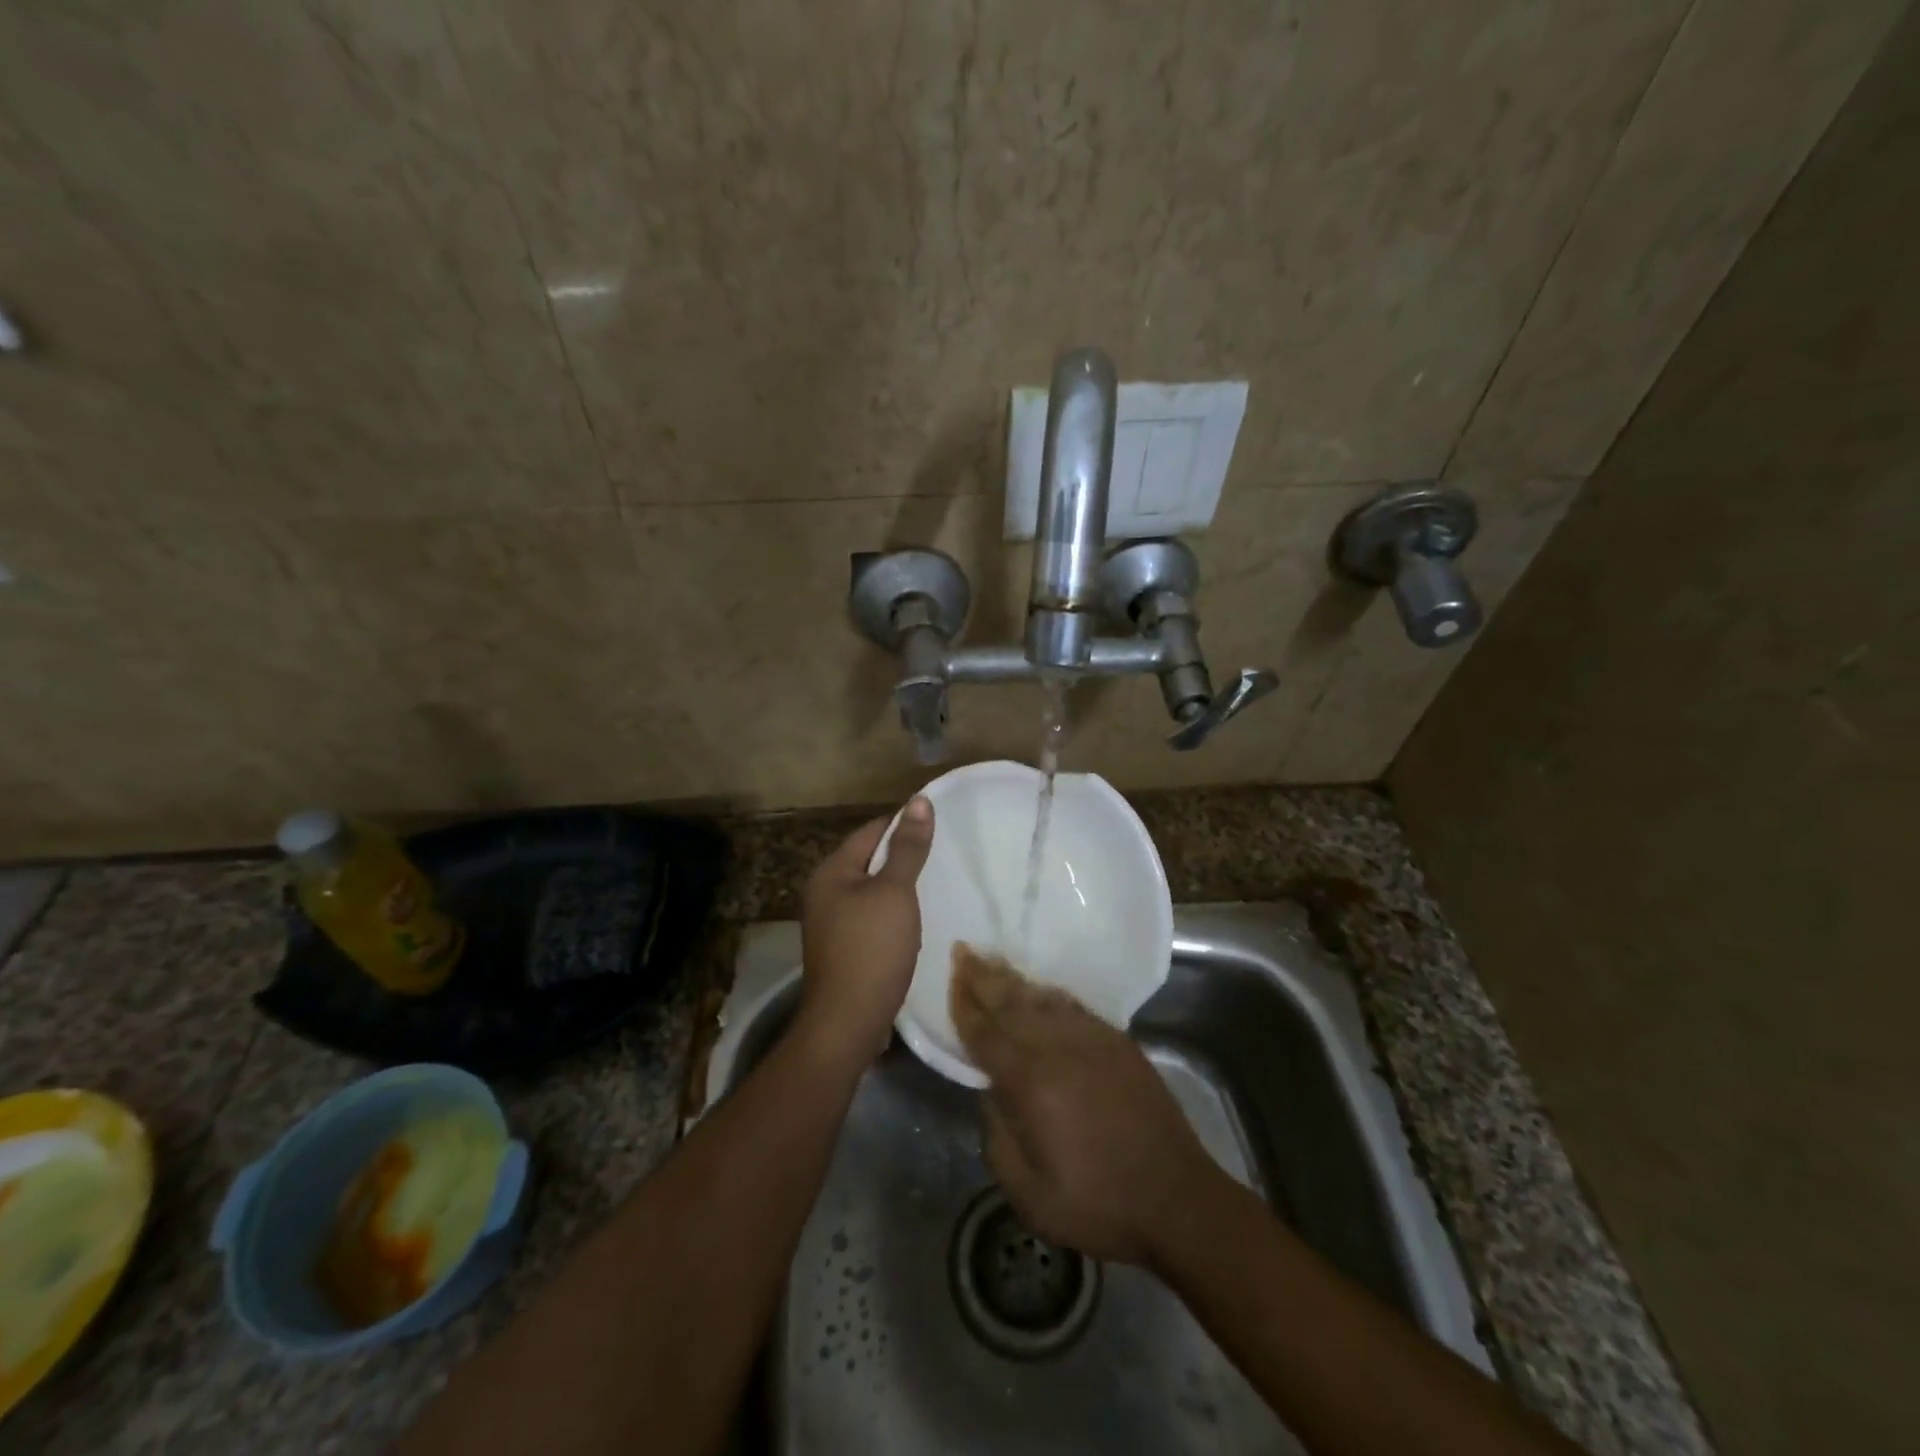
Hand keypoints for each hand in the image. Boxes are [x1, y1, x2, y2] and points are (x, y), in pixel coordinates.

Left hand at [795, 796, 935, 1069]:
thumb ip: (908, 848)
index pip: (871, 831)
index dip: (903, 824)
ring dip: (898, 887)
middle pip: (868, 860)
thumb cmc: (872, 948)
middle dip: (901, 856)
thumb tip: (920, 801)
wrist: (847, 1022)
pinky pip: (869, 916)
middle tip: (942, 854)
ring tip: (934, 883)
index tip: (938, 825)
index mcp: (830, 871)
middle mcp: (823, 892)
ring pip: (870, 890)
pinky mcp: (841, 947)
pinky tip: (913, 920)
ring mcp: (829, 922)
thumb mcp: (895, 892)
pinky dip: (891, 913)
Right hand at [951, 946, 1216, 1264]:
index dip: (964, 1006)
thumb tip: (990, 1094)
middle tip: (962, 950)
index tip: (950, 978)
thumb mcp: (1030, 1194)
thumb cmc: (1098, 1204)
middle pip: (1011, 1004)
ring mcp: (1092, 1039)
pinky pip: (1073, 1007)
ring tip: (992, 960)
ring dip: (1014, 978)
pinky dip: (1050, 994)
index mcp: (1031, 1083)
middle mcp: (1058, 1049)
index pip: (986, 1035)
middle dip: (983, 977)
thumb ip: (998, 1138)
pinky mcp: (1117, 1042)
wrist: (1177, 1198)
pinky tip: (1040, 989)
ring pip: (1042, 999)